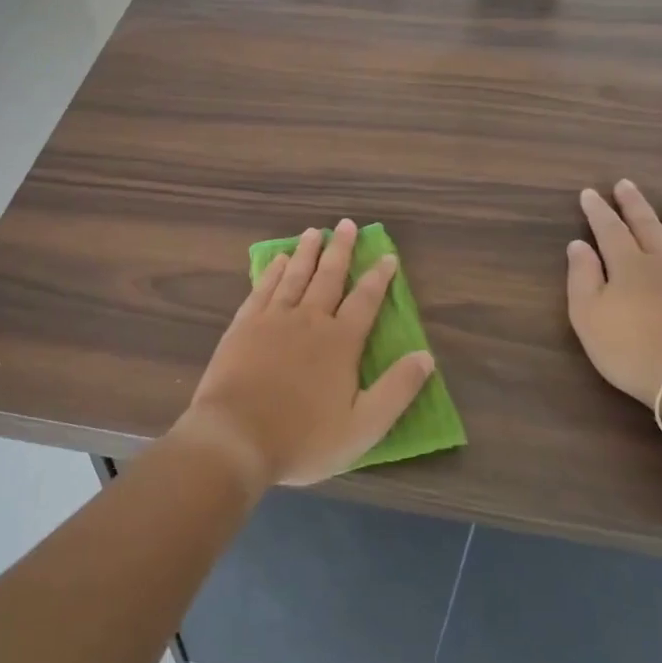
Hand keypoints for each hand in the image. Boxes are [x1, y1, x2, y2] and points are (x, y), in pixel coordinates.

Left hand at [175, 219, 434, 489]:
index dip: (379, 277)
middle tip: (347, 224)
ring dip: (306, 253)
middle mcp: (309, 320)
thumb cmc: (303, 438)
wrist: (235, 437)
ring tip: (314, 232)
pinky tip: (276, 260)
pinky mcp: (243, 325)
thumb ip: (397, 390)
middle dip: (341, 250)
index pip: (366, 301)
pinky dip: (272, 271)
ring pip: (294, 275)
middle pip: (329, 277)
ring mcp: (273, 319)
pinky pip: (262, 288)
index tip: (387, 256)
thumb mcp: (363, 426)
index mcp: (340, 342)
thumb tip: (426, 356)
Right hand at [566, 180, 661, 404]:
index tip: (590, 193)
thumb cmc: (632, 352)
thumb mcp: (588, 318)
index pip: (609, 230)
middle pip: (648, 227)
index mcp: (628, 267)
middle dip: (634, 205)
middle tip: (626, 185)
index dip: (598, 211)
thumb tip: (578, 245)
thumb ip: (582, 278)